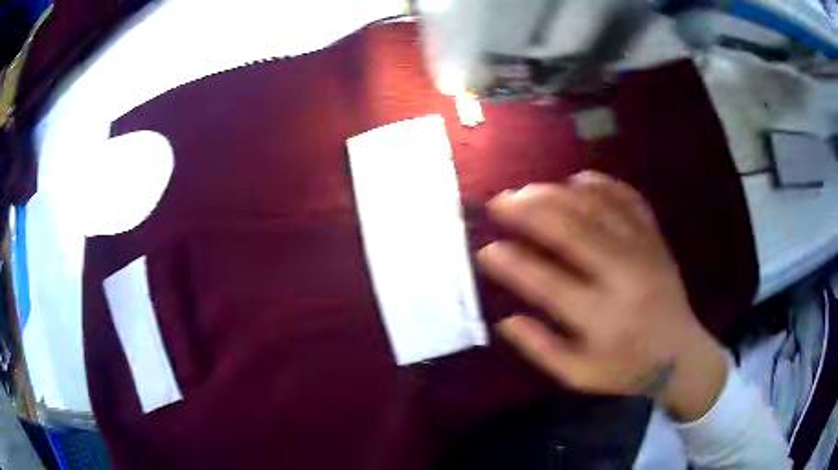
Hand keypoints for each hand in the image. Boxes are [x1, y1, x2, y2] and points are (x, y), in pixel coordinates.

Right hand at [477, 171, 727, 421]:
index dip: (512, 264)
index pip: (548, 283)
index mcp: (603, 318)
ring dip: (556, 192)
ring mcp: (644, 250)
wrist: (680, 354)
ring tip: (527, 190)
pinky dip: (600, 184)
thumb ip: (541, 349)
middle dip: (528, 211)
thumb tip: (505, 319)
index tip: (486, 250)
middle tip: (499, 202)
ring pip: (596, 206)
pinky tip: (577, 180)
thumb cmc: (627, 368)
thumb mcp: (579, 375)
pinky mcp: (655, 237)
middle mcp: (624, 276)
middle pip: (571, 230)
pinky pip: (627, 198)